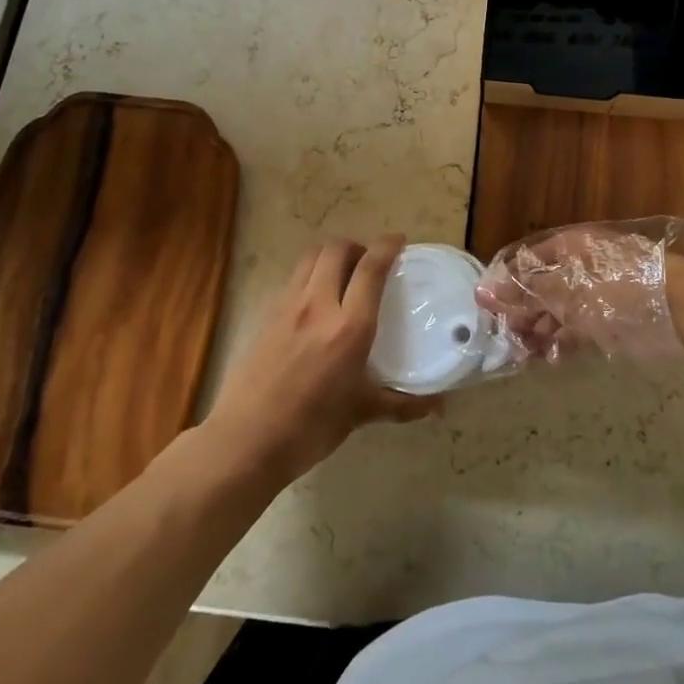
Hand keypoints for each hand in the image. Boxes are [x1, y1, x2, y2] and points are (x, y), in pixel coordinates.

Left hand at [204, 235, 439, 486]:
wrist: (245, 441)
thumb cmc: (310, 428)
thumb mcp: (360, 413)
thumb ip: (401, 404)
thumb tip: (438, 406)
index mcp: (348, 327)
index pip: (370, 268)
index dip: (387, 246)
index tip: (399, 241)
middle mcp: (318, 306)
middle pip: (336, 249)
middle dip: (356, 246)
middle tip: (369, 263)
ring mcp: (287, 307)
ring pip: (311, 258)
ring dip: (331, 256)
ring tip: (344, 275)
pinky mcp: (267, 316)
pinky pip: (294, 279)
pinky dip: (311, 275)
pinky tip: (317, 303)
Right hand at [476, 222, 683, 361]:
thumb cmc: (622, 288)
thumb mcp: (570, 290)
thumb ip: (527, 293)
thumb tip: (485, 291)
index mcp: (569, 247)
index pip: (525, 263)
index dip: (506, 285)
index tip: (488, 310)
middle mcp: (579, 265)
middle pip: (541, 287)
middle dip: (523, 313)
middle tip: (507, 338)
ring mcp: (597, 291)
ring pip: (558, 310)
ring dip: (541, 331)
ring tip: (526, 354)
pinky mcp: (612, 316)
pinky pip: (579, 326)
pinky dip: (564, 341)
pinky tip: (552, 358)